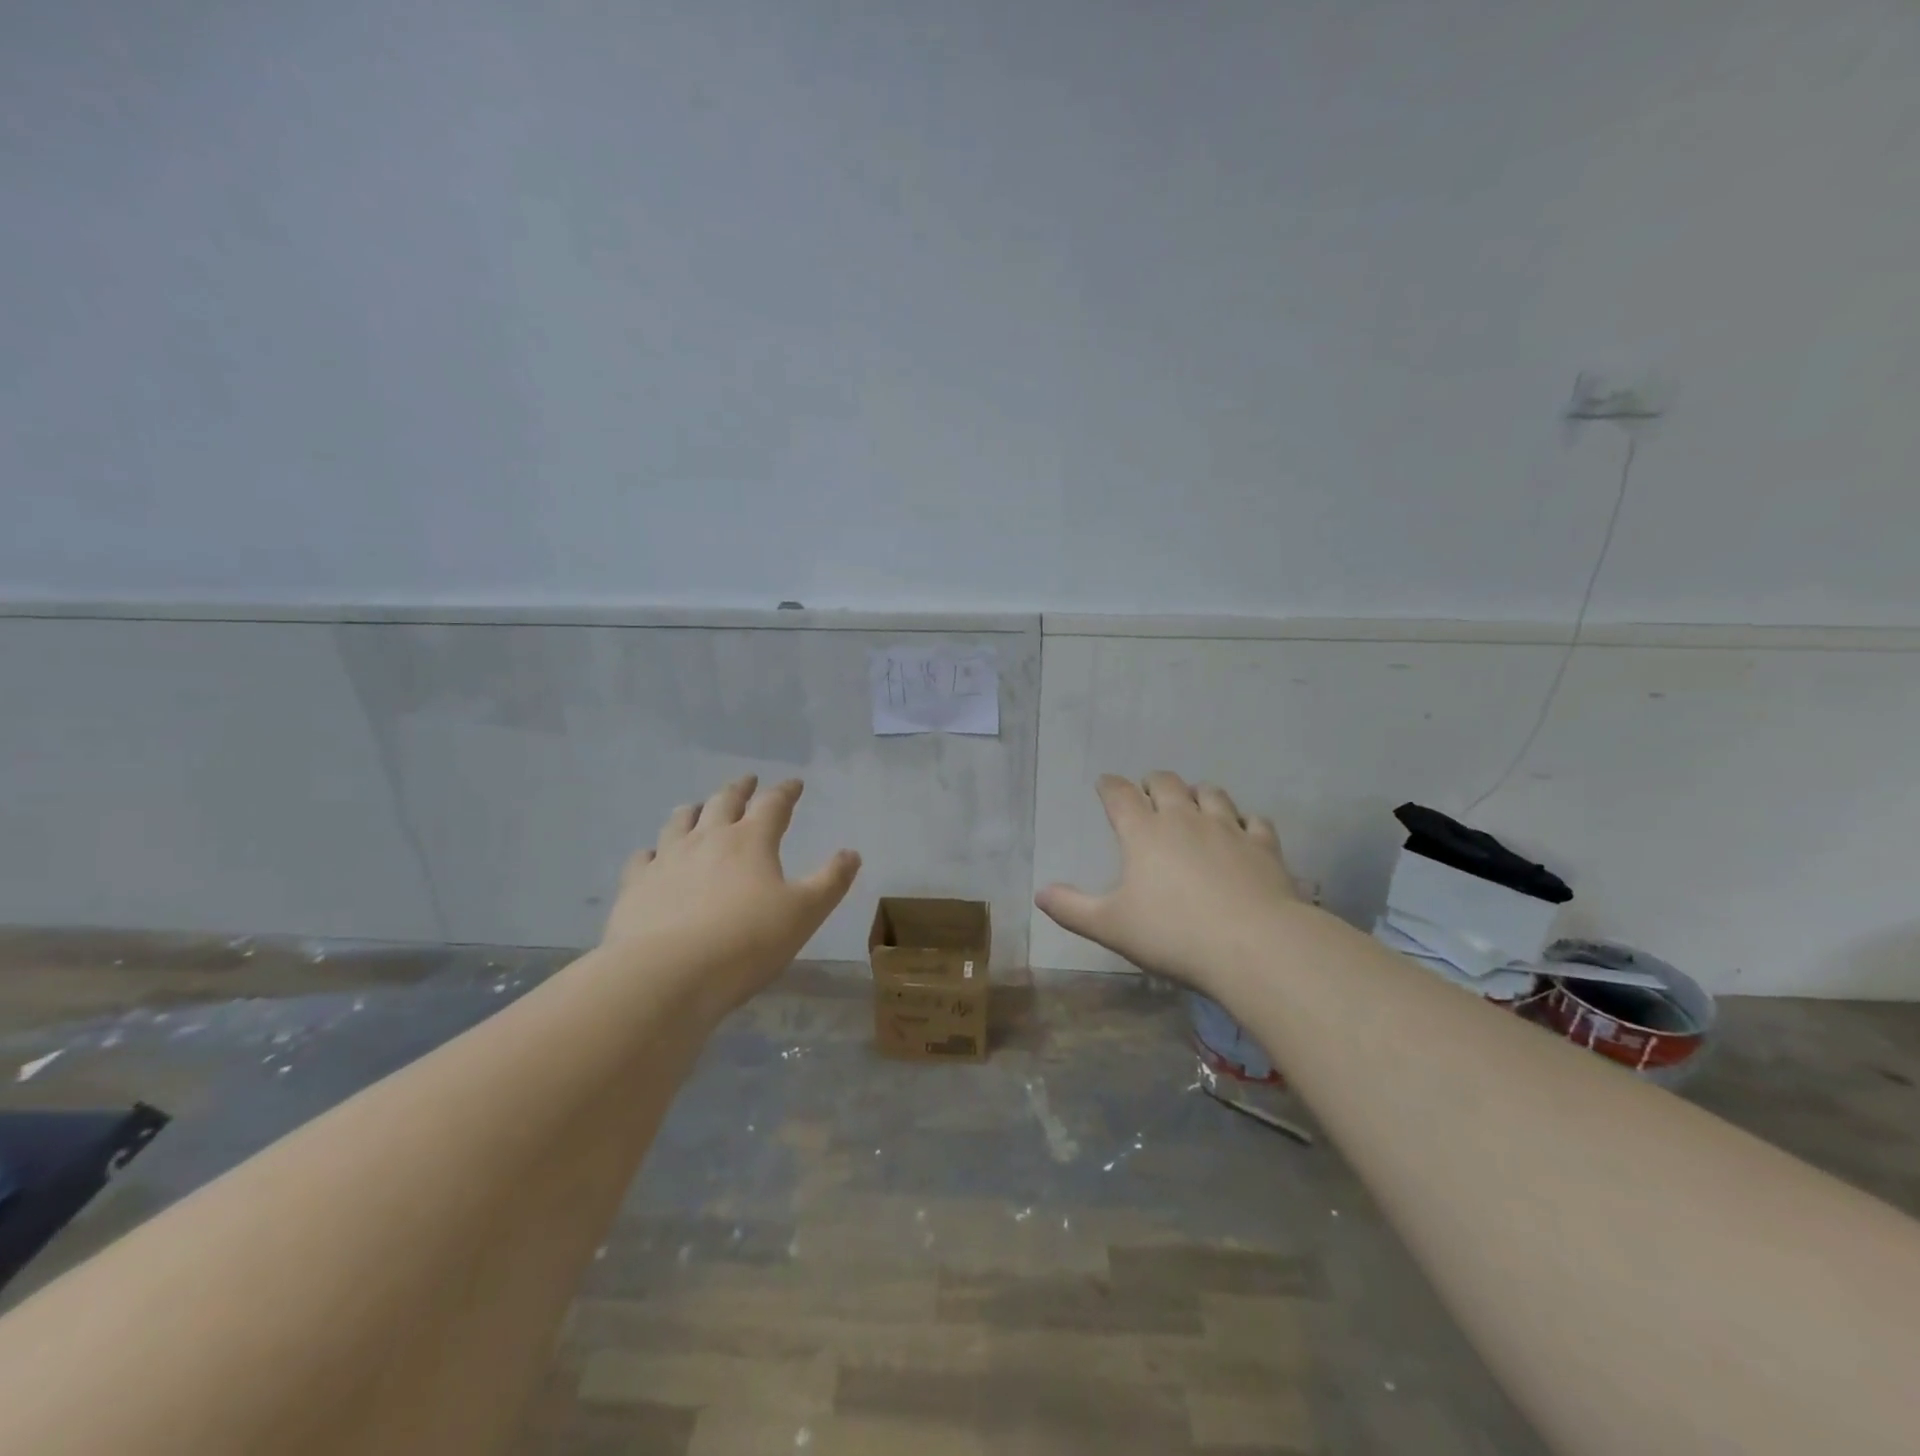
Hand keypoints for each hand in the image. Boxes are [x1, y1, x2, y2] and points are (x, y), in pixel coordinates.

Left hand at [603, 775, 859, 1012]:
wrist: (665, 974)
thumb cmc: (745, 942)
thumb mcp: (804, 914)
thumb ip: (830, 882)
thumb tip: (851, 853)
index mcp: (751, 841)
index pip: (773, 805)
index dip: (785, 792)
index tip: (794, 783)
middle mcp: (707, 839)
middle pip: (724, 802)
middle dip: (740, 789)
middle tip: (747, 781)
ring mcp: (667, 859)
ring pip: (680, 821)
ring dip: (695, 810)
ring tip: (699, 807)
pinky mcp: (636, 886)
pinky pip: (643, 858)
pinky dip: (653, 851)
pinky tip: (652, 856)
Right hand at [1036, 772, 1299, 993]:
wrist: (1254, 946)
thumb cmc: (1173, 934)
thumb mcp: (1111, 927)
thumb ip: (1072, 908)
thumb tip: (1040, 894)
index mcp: (1143, 833)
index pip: (1120, 794)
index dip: (1110, 786)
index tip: (1105, 784)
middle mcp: (1184, 819)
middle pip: (1166, 783)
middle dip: (1153, 783)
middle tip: (1148, 792)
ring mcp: (1228, 828)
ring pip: (1211, 794)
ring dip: (1198, 794)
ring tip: (1194, 803)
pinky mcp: (1264, 846)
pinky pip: (1255, 821)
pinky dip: (1245, 821)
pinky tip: (1244, 830)